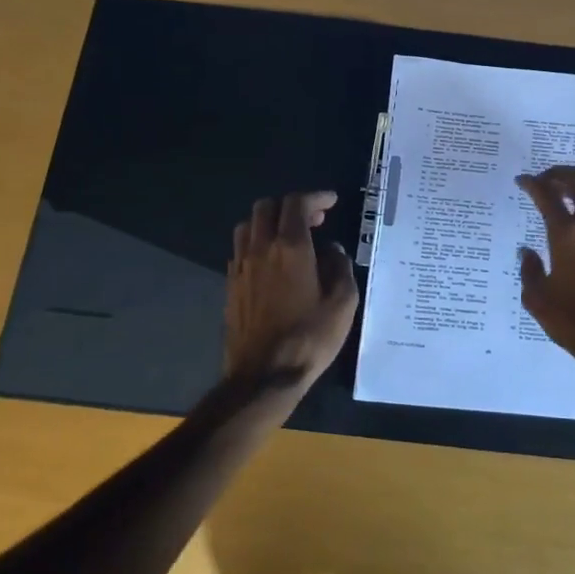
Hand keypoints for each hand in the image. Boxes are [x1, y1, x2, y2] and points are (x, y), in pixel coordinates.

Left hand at [224, 189, 359, 396]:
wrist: (263, 376)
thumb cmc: (310, 339)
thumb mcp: (343, 303)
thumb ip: (340, 268)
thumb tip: (332, 250)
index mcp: (291, 248)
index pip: (296, 204)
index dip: (315, 197)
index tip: (331, 202)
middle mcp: (261, 250)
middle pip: (266, 207)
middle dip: (291, 206)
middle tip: (314, 221)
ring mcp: (241, 268)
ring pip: (248, 226)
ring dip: (269, 223)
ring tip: (290, 238)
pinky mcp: (231, 287)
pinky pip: (240, 251)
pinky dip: (257, 245)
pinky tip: (272, 264)